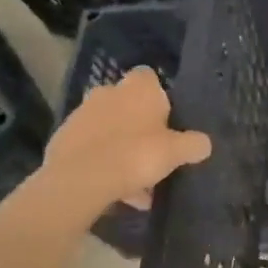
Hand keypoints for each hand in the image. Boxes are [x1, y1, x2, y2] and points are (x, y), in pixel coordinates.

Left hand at [36, 69, 210, 224]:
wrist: (80, 180)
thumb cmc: (136, 155)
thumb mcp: (176, 152)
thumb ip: (194, 145)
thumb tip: (204, 144)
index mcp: (137, 88)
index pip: (149, 77)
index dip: (158, 96)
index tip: (166, 119)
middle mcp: (107, 92)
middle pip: (127, 104)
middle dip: (138, 126)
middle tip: (152, 154)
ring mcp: (82, 115)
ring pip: (109, 129)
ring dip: (120, 148)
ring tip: (135, 184)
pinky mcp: (63, 139)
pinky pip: (90, 148)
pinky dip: (101, 163)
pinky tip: (114, 190)